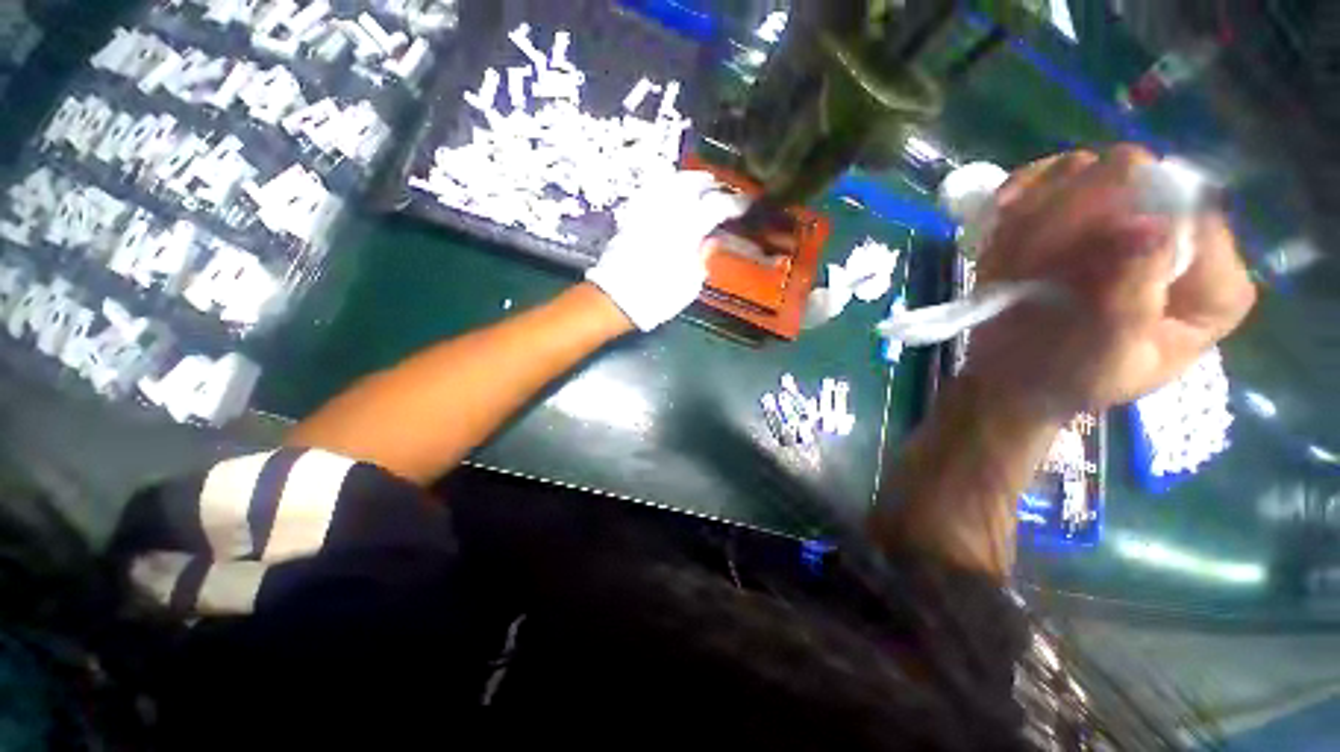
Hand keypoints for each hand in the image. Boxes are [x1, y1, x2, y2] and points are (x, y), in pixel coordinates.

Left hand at [587, 171, 748, 330]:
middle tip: (719, 188)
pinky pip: (648, 192)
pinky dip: (661, 187)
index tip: (744, 204)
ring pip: (668, 182)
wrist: (617, 299)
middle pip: (691, 184)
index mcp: (687, 229)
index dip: (733, 203)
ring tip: (694, 185)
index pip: (716, 205)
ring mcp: (646, 211)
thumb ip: (703, 257)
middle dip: (708, 183)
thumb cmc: (659, 296)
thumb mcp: (690, 284)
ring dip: (685, 180)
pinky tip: (666, 192)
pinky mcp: (630, 216)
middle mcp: (667, 212)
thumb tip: (712, 240)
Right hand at [965, 145, 1256, 419]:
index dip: (1126, 218)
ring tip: (1013, 257)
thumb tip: (1148, 227)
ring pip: (1085, 169)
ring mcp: (1121, 217)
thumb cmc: (1069, 380)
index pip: (1189, 210)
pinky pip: (1049, 177)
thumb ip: (1131, 300)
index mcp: (1209, 282)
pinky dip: (1017, 196)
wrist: (1014, 380)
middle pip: (1134, 177)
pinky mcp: (1079, 214)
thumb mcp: (1107, 357)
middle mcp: (1177, 237)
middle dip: (1073, 213)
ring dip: (1037, 211)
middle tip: (1031, 260)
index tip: (1067, 254)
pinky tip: (1001, 223)